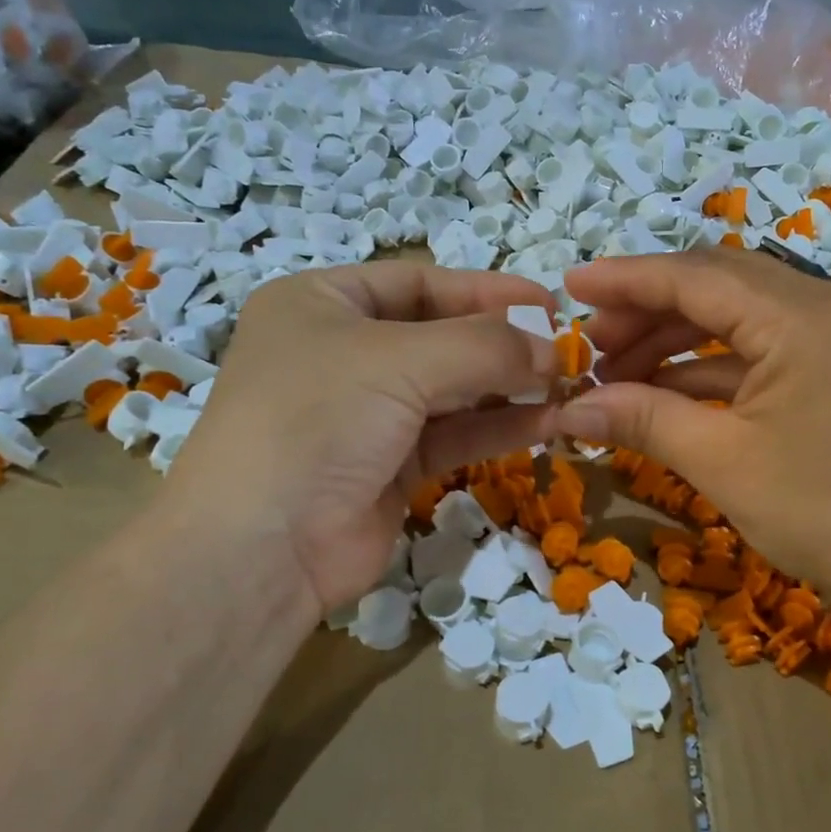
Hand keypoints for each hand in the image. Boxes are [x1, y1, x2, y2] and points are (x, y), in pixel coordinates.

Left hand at [162, 263, 558, 615]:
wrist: (263, 548)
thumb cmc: (317, 421)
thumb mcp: (399, 361)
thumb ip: (485, 347)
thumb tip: (552, 350)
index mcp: (323, 304)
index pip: (420, 283)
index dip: (486, 290)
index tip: (548, 304)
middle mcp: (344, 354)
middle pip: (441, 337)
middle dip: (504, 344)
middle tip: (566, 352)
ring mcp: (368, 415)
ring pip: (453, 391)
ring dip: (509, 389)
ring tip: (568, 388)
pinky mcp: (391, 467)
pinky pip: (454, 436)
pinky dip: (498, 428)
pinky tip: (546, 423)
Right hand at [555, 249, 830, 624]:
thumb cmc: (821, 514)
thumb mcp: (721, 463)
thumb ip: (642, 420)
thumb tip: (567, 411)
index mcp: (806, 320)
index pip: (699, 278)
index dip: (628, 279)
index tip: (569, 285)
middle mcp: (828, 306)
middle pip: (719, 285)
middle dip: (649, 309)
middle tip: (593, 342)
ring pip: (739, 314)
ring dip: (676, 338)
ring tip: (619, 372)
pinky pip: (762, 347)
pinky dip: (710, 364)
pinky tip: (665, 390)